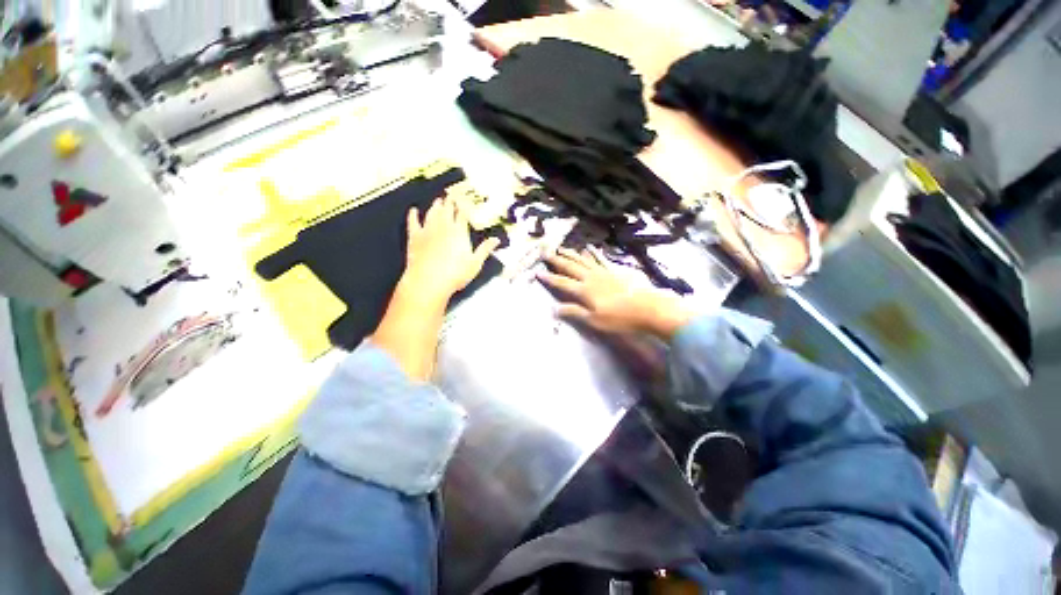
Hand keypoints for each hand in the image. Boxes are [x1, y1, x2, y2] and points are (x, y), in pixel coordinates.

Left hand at [400, 198, 500, 305]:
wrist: (428, 281)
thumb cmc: (455, 274)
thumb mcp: (475, 263)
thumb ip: (485, 249)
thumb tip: (496, 240)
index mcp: (459, 232)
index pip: (462, 216)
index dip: (464, 208)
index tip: (465, 203)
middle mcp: (444, 227)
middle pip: (447, 210)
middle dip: (450, 203)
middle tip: (451, 196)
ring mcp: (428, 230)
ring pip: (432, 213)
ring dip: (435, 206)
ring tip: (438, 201)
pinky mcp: (414, 237)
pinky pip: (413, 222)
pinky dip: (413, 215)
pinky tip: (413, 210)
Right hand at [537, 248, 693, 340]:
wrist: (648, 308)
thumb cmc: (620, 318)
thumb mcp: (594, 320)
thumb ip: (574, 312)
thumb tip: (553, 309)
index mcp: (584, 290)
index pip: (562, 283)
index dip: (549, 278)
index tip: (537, 272)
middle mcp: (591, 277)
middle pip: (570, 267)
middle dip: (557, 260)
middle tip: (545, 252)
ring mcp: (603, 272)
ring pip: (583, 260)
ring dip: (571, 254)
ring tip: (562, 248)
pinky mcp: (615, 270)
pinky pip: (601, 259)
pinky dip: (594, 253)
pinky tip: (589, 248)